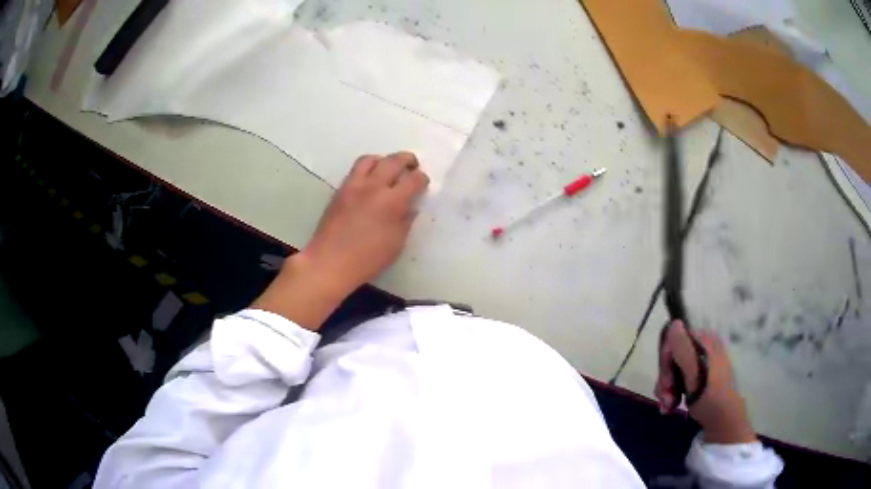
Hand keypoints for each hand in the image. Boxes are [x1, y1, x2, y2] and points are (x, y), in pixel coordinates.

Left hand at [253, 153, 428, 329]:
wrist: (329, 262)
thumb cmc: (367, 260)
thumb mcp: (396, 245)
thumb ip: (405, 222)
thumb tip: (410, 207)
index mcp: (392, 202)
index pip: (414, 180)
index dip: (422, 179)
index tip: (423, 184)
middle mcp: (374, 187)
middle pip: (394, 161)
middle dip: (407, 160)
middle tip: (412, 166)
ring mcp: (354, 186)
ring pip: (371, 159)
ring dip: (383, 160)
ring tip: (388, 168)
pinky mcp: (340, 190)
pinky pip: (355, 170)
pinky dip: (367, 168)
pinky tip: (370, 181)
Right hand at [655, 321, 756, 443]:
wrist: (724, 422)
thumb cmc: (711, 398)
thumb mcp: (695, 375)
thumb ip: (683, 349)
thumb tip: (674, 323)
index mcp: (706, 341)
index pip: (676, 337)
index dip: (666, 358)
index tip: (666, 380)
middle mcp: (703, 347)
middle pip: (673, 355)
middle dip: (666, 378)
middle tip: (666, 397)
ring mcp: (701, 363)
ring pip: (673, 369)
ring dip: (666, 389)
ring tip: (668, 406)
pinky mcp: (698, 377)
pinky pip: (678, 379)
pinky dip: (671, 393)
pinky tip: (670, 406)